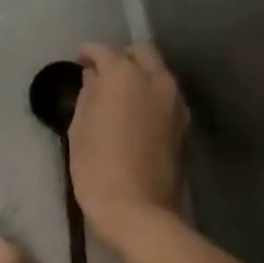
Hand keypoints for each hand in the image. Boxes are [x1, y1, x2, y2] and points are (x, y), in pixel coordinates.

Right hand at [70, 42, 187, 249]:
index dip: (89, 53)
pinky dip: (152, 95)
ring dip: (140, 75)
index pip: (105, 51)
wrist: (138, 211)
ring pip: (159, 73)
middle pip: (142, 52)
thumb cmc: (98, 169)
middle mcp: (156, 80)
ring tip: (121, 95)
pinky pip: (167, 96)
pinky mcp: (184, 124)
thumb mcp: (79, 130)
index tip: (79, 61)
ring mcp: (175, 102)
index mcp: (125, 76)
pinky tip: (137, 113)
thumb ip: (88, 96)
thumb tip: (94, 79)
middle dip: (122, 57)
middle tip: (103, 75)